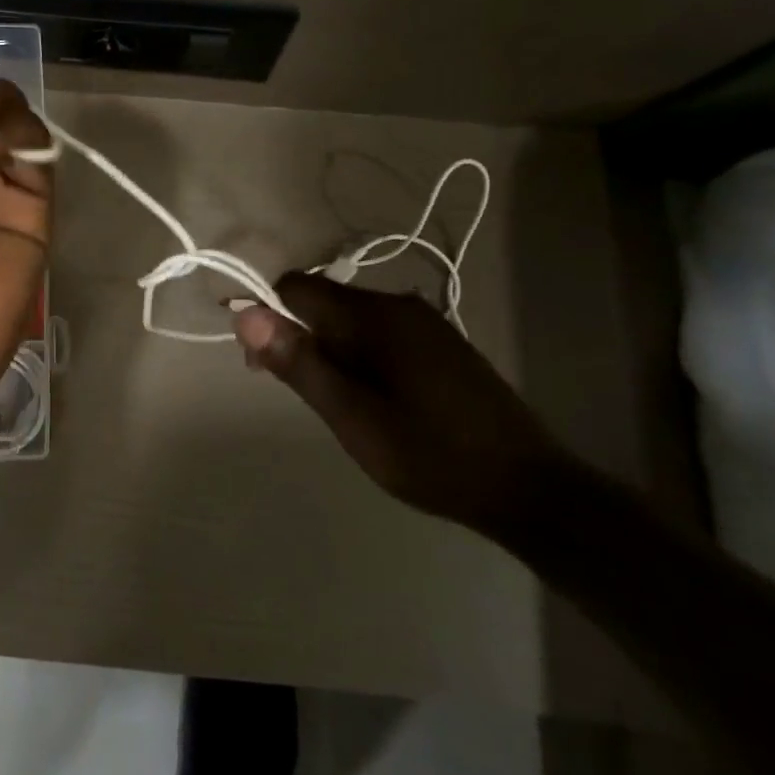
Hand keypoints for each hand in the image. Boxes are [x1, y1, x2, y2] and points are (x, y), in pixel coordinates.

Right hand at [233, 273, 566, 534]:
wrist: (529, 488)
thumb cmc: (430, 454)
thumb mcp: (352, 417)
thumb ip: (299, 363)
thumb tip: (244, 315)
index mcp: (374, 316)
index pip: (297, 287)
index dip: (267, 315)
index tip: (262, 365)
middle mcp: (399, 305)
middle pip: (325, 301)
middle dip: (300, 337)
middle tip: (306, 395)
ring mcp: (425, 323)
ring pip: (353, 319)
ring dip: (331, 349)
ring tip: (341, 404)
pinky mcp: (442, 344)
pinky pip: (382, 333)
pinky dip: (361, 355)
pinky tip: (377, 399)